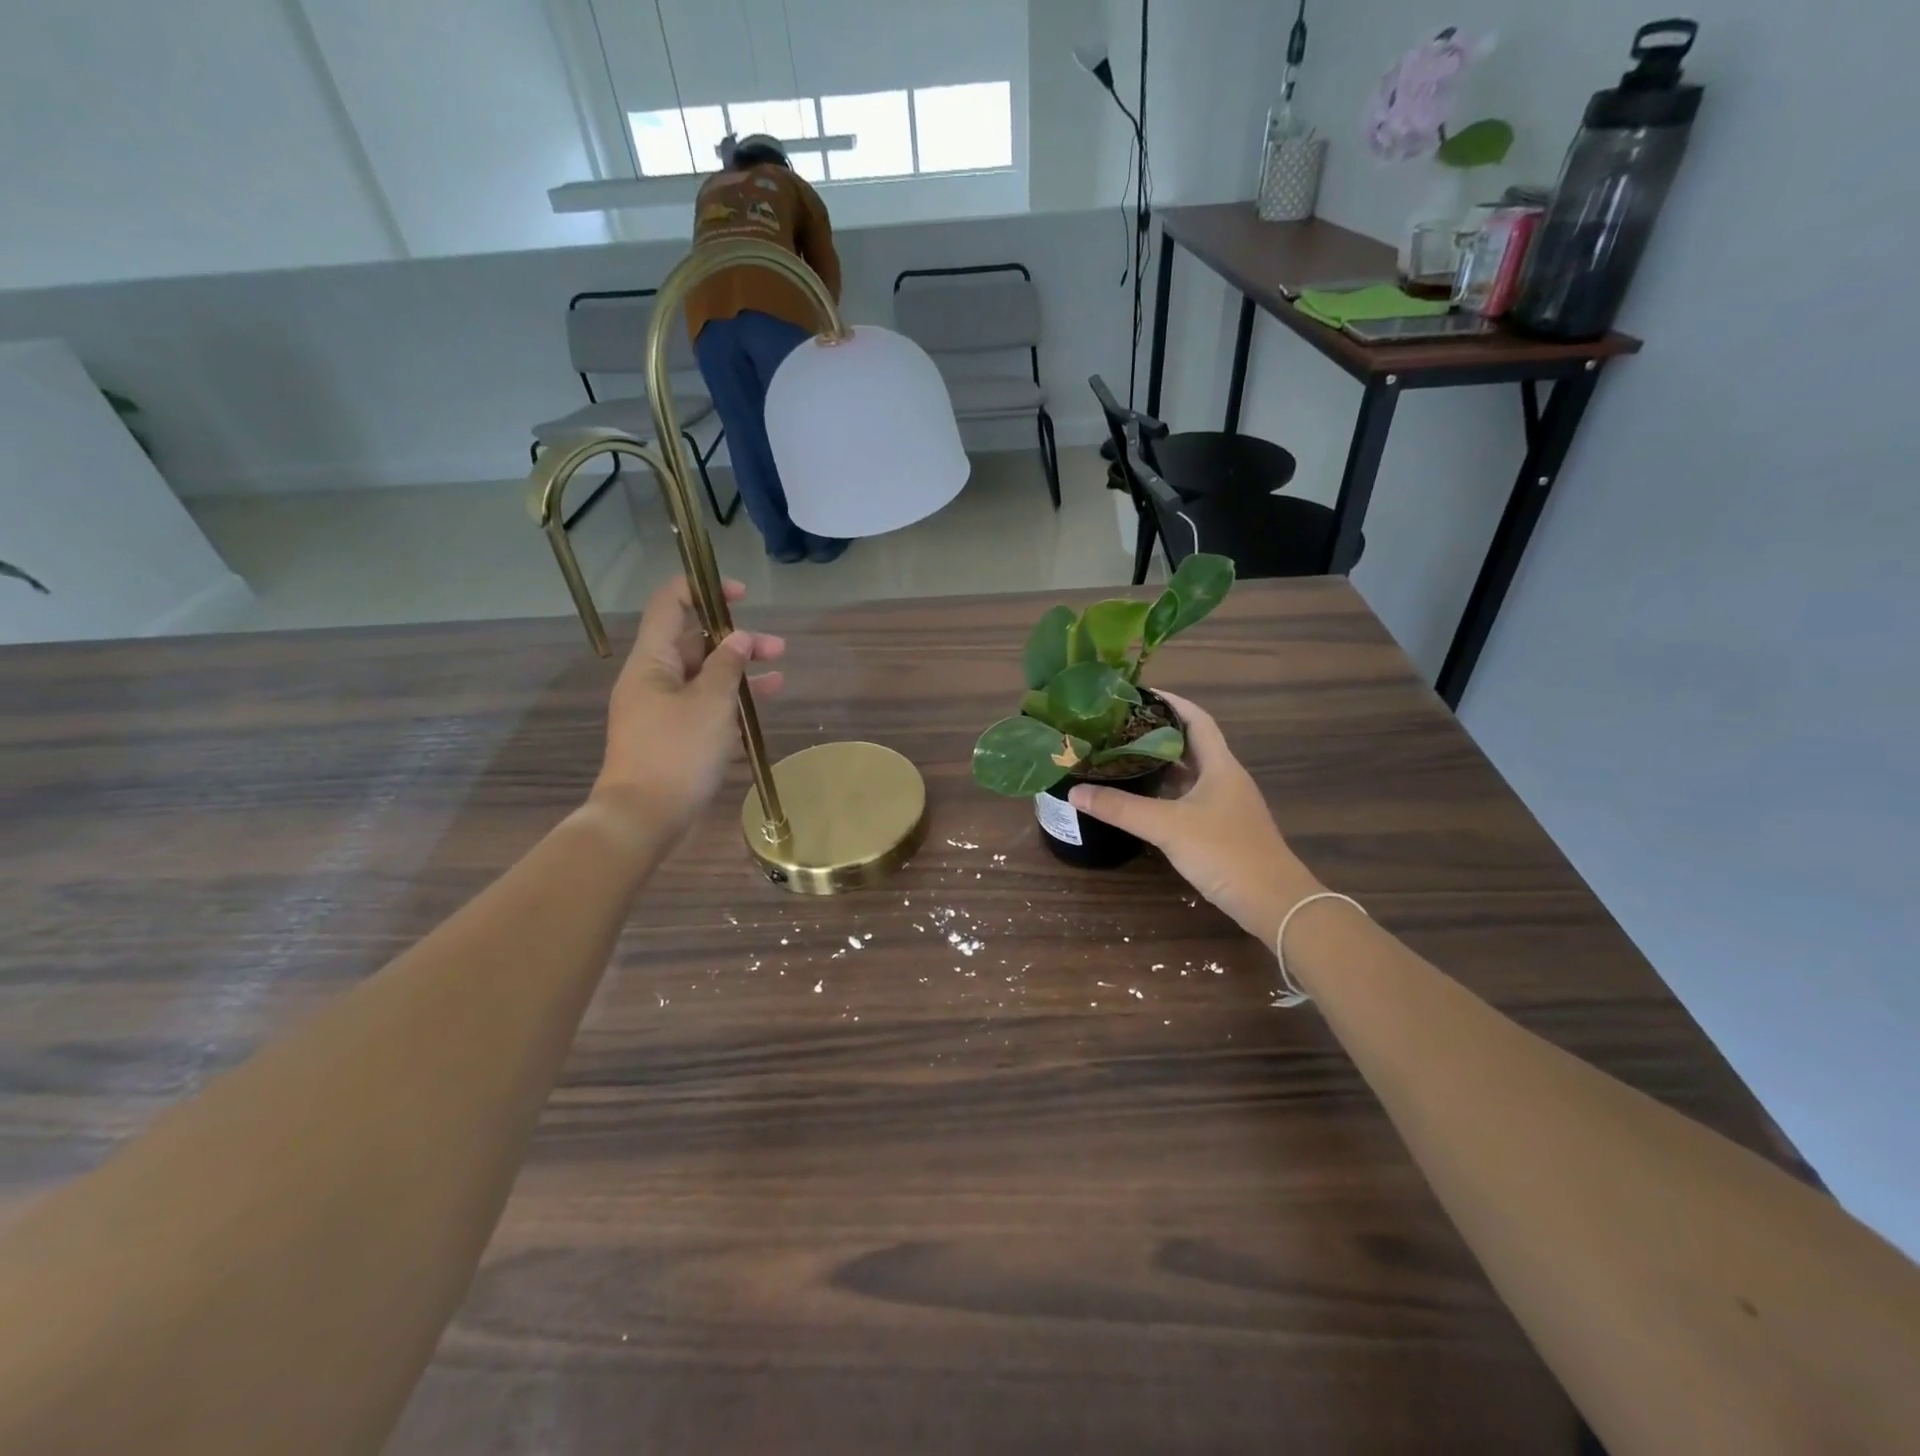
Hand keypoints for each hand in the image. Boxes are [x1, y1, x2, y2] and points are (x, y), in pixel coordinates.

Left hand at [592, 577, 785, 834]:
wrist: (644, 818)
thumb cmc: (676, 753)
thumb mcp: (710, 703)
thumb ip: (727, 665)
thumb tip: (739, 638)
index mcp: (653, 661)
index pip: (671, 605)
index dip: (703, 589)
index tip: (741, 595)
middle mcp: (654, 679)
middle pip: (696, 642)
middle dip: (737, 640)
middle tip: (777, 648)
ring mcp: (663, 710)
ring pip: (705, 677)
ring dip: (740, 673)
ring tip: (780, 678)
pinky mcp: (674, 737)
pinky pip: (704, 708)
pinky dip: (731, 704)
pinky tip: (759, 711)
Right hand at [1069, 693, 1319, 946]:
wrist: (1273, 902)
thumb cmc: (1224, 851)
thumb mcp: (1167, 826)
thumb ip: (1121, 808)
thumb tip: (1074, 791)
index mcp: (1220, 765)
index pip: (1196, 719)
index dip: (1171, 702)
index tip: (1138, 694)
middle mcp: (1225, 779)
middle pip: (1190, 745)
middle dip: (1156, 734)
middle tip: (1117, 728)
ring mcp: (1225, 806)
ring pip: (1188, 775)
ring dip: (1159, 765)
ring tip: (1121, 758)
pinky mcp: (1222, 830)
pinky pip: (1188, 800)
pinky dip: (1164, 794)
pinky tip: (1140, 801)